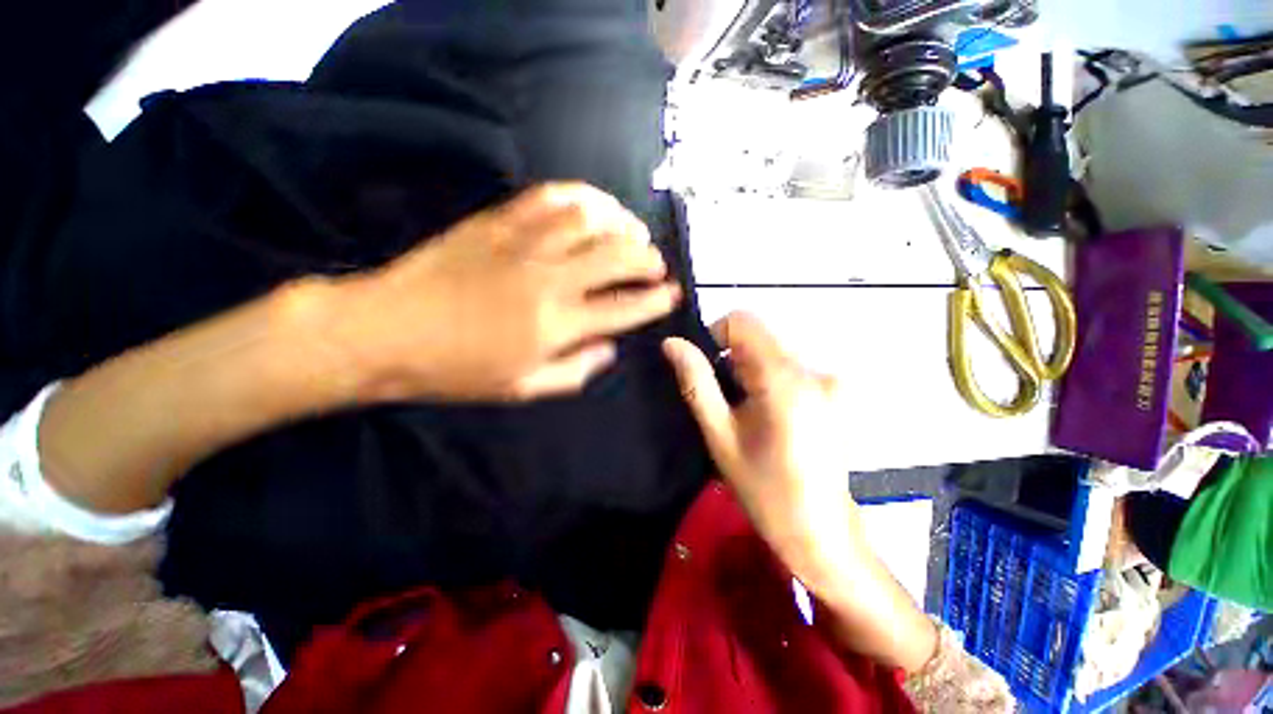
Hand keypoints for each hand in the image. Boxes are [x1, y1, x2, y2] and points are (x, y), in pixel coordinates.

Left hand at [332, 183, 681, 401]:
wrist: (386, 332)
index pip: (624, 308)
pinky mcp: (498, 222)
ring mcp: (523, 245)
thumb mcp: (522, 388)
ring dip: (622, 224)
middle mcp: (549, 280)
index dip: (656, 301)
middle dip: (648, 258)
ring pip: (590, 220)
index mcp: (556, 325)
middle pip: (617, 256)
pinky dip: (582, 196)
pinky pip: (550, 197)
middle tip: (656, 264)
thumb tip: (610, 349)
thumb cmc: (457, 370)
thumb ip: (575, 371)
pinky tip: (594, 205)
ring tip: (633, 232)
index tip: (673, 294)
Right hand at [662, 312, 861, 595]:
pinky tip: (767, 416)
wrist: (821, 532)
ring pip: (772, 351)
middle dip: (732, 359)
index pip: (744, 322)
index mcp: (785, 380)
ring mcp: (829, 380)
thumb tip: (672, 344)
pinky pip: (789, 367)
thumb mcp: (720, 435)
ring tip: (746, 413)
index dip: (716, 335)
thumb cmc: (764, 489)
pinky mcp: (834, 392)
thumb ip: (696, 383)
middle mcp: (813, 370)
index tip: (707, 368)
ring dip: (749, 371)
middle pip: (759, 337)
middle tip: (725, 401)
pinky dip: (768, 379)